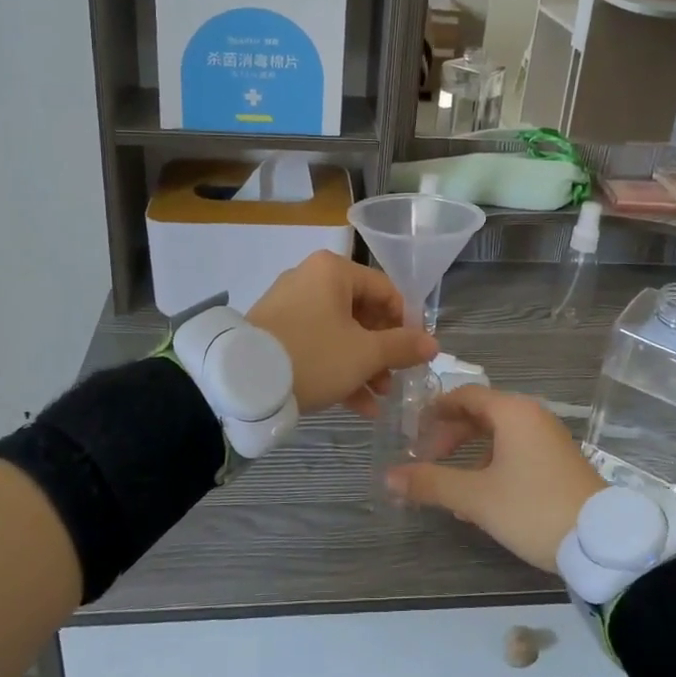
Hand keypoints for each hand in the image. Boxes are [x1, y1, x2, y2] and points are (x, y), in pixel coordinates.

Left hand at [246, 251, 438, 415]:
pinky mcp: (274, 332)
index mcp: (333, 271)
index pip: (385, 290)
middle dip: (382, 351)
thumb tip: (433, 344)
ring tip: (378, 397)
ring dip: (363, 365)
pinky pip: (316, 344)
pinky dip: (337, 368)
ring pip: (339, 333)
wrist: (242, 382)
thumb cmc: (314, 356)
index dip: (406, 322)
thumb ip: (402, 346)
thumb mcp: (365, 354)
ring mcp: (289, 305)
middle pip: (362, 313)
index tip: (416, 353)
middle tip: (394, 380)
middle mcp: (310, 279)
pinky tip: (356, 405)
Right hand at [385, 385, 604, 570]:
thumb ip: (431, 483)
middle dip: (450, 436)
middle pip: (481, 414)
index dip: (435, 410)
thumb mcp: (476, 498)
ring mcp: (549, 439)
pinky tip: (480, 502)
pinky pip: (517, 452)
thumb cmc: (533, 508)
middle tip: (426, 458)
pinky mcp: (559, 462)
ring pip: (499, 436)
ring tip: (449, 487)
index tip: (413, 430)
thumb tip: (389, 476)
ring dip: (470, 456)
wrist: (601, 542)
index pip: (465, 395)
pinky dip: (493, 466)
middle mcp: (532, 416)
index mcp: (513, 412)